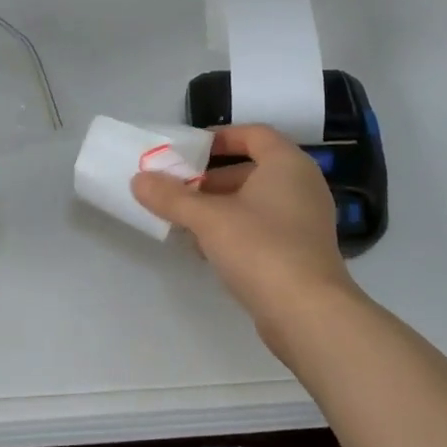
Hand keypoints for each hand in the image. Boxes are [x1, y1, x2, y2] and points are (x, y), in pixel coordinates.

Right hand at [132, 124, 360, 354]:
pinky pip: (264, 228)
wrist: (308, 313)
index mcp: (287, 163)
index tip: (188, 150)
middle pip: (252, 168)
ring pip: (256, 202)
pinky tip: (207, 250)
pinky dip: (236, 230)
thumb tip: (138, 180)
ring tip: (184, 221)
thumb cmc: (261, 248)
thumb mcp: (208, 219)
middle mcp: (302, 185)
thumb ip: (172, 197)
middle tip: (178, 189)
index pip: (254, 134)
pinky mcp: (301, 252)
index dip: (220, 137)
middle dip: (212, 178)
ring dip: (220, 207)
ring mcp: (305, 220)